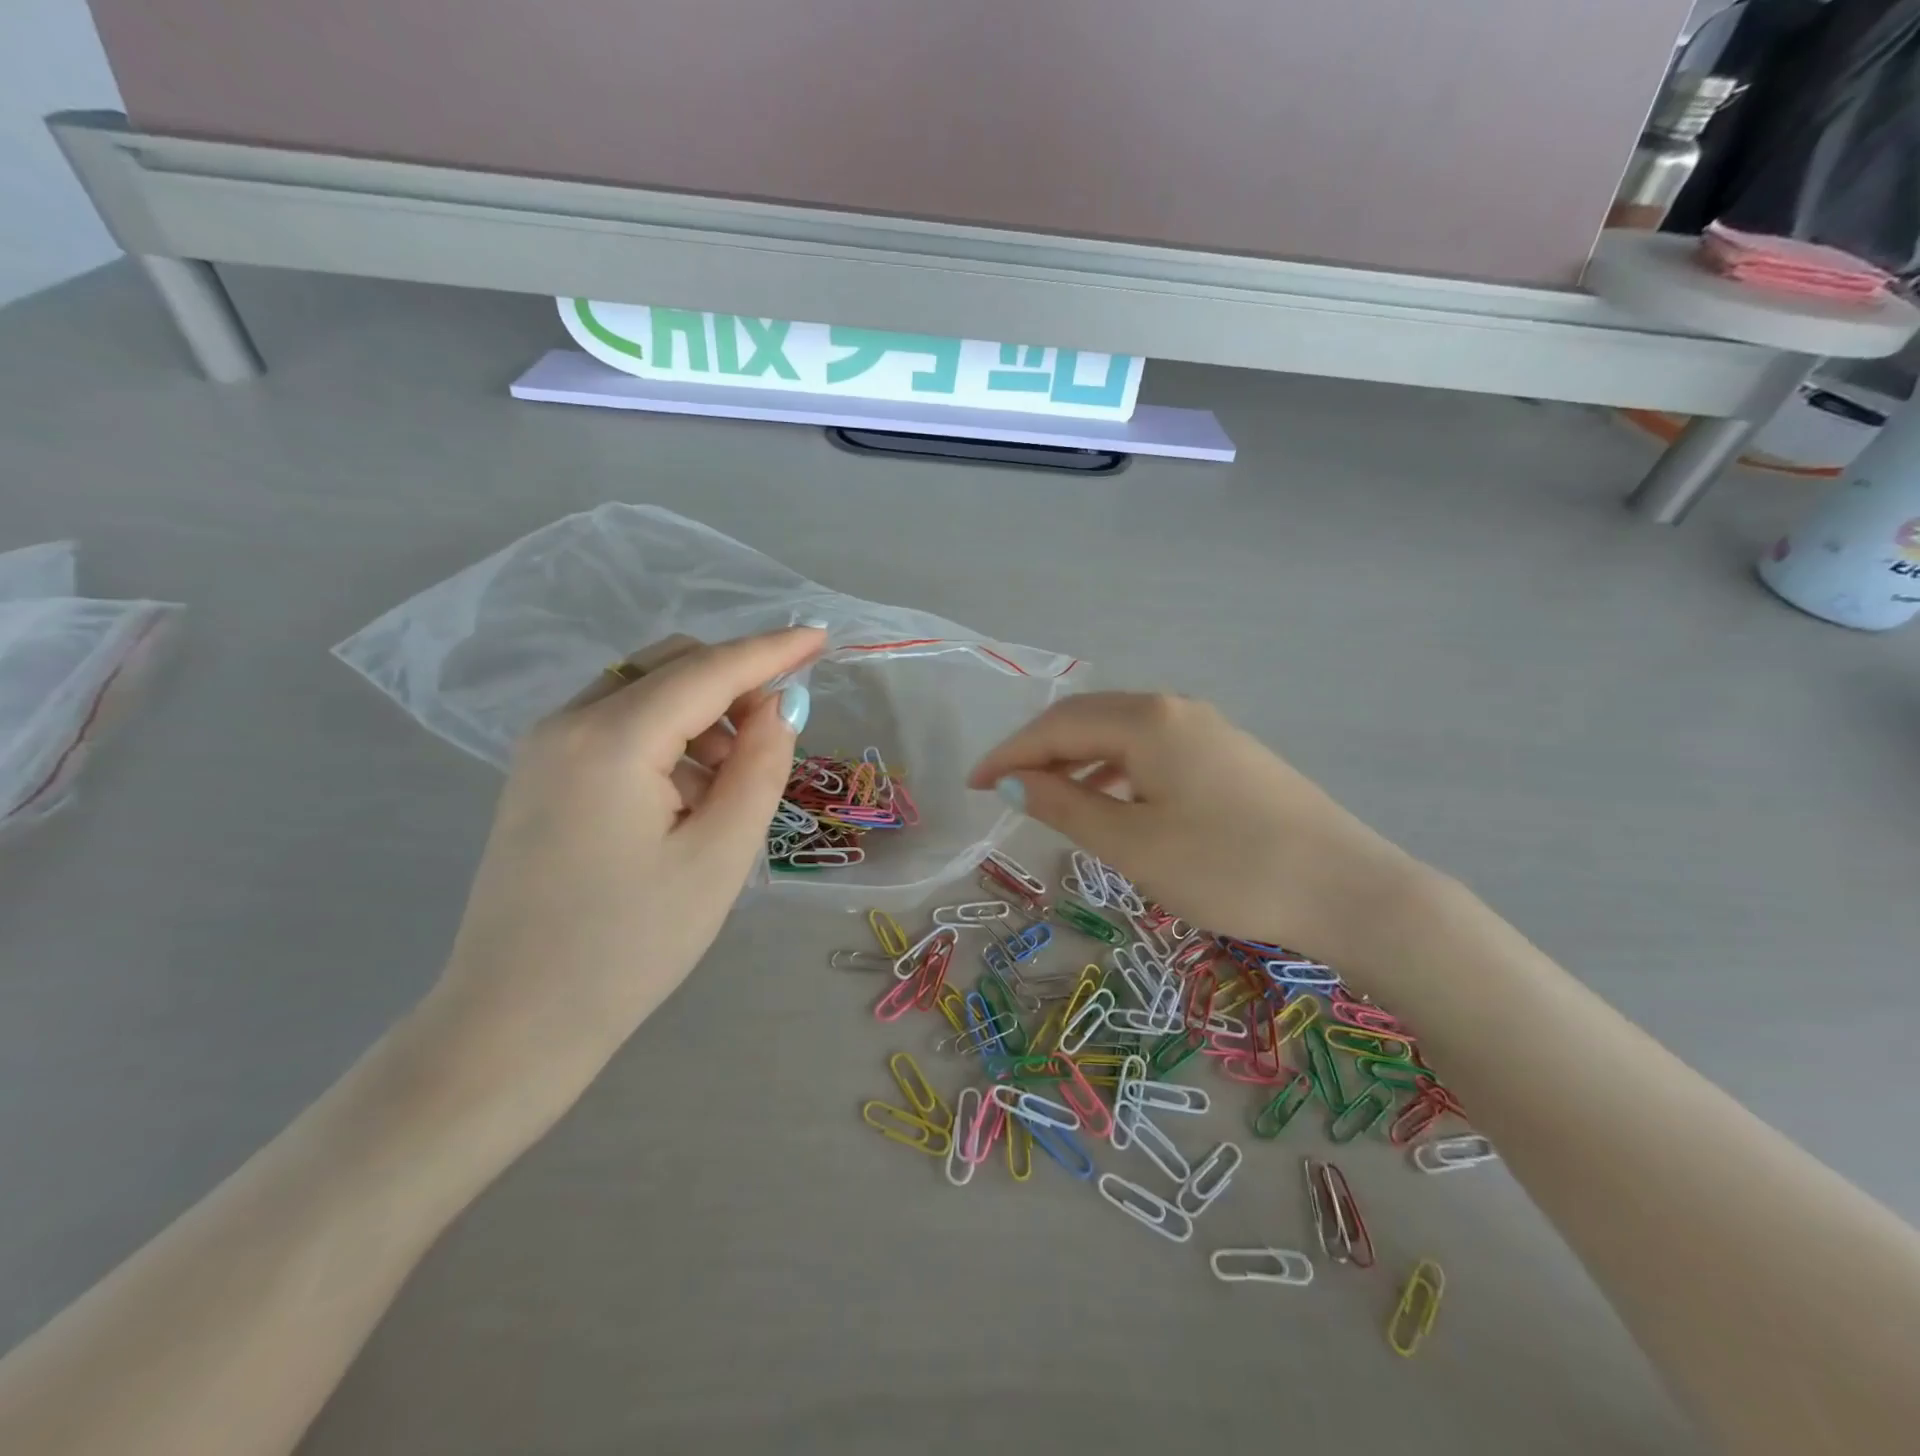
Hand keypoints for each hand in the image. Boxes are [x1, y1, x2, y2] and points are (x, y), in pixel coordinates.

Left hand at [428, 627, 821, 1087]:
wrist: (516, 1021)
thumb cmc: (630, 945)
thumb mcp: (719, 857)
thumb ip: (759, 768)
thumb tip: (778, 707)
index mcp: (611, 740)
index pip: (707, 670)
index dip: (770, 650)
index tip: (820, 636)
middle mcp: (566, 723)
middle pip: (669, 665)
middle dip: (733, 683)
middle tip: (775, 736)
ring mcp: (543, 748)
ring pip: (643, 691)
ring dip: (701, 714)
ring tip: (729, 785)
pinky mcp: (539, 775)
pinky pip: (617, 724)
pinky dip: (666, 737)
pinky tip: (684, 798)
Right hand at [969, 692, 1425, 967]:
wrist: (1348, 890)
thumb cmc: (1228, 869)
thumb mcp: (1133, 844)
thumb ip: (1064, 807)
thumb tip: (1012, 783)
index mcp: (1146, 721)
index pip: (1056, 726)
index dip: (1008, 755)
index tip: (972, 785)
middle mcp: (1175, 709)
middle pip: (1087, 720)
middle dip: (1039, 752)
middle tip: (1004, 789)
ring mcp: (1208, 729)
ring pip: (1121, 735)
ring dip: (1078, 761)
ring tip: (1051, 801)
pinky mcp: (1230, 755)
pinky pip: (1153, 751)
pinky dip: (1117, 772)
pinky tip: (1114, 804)